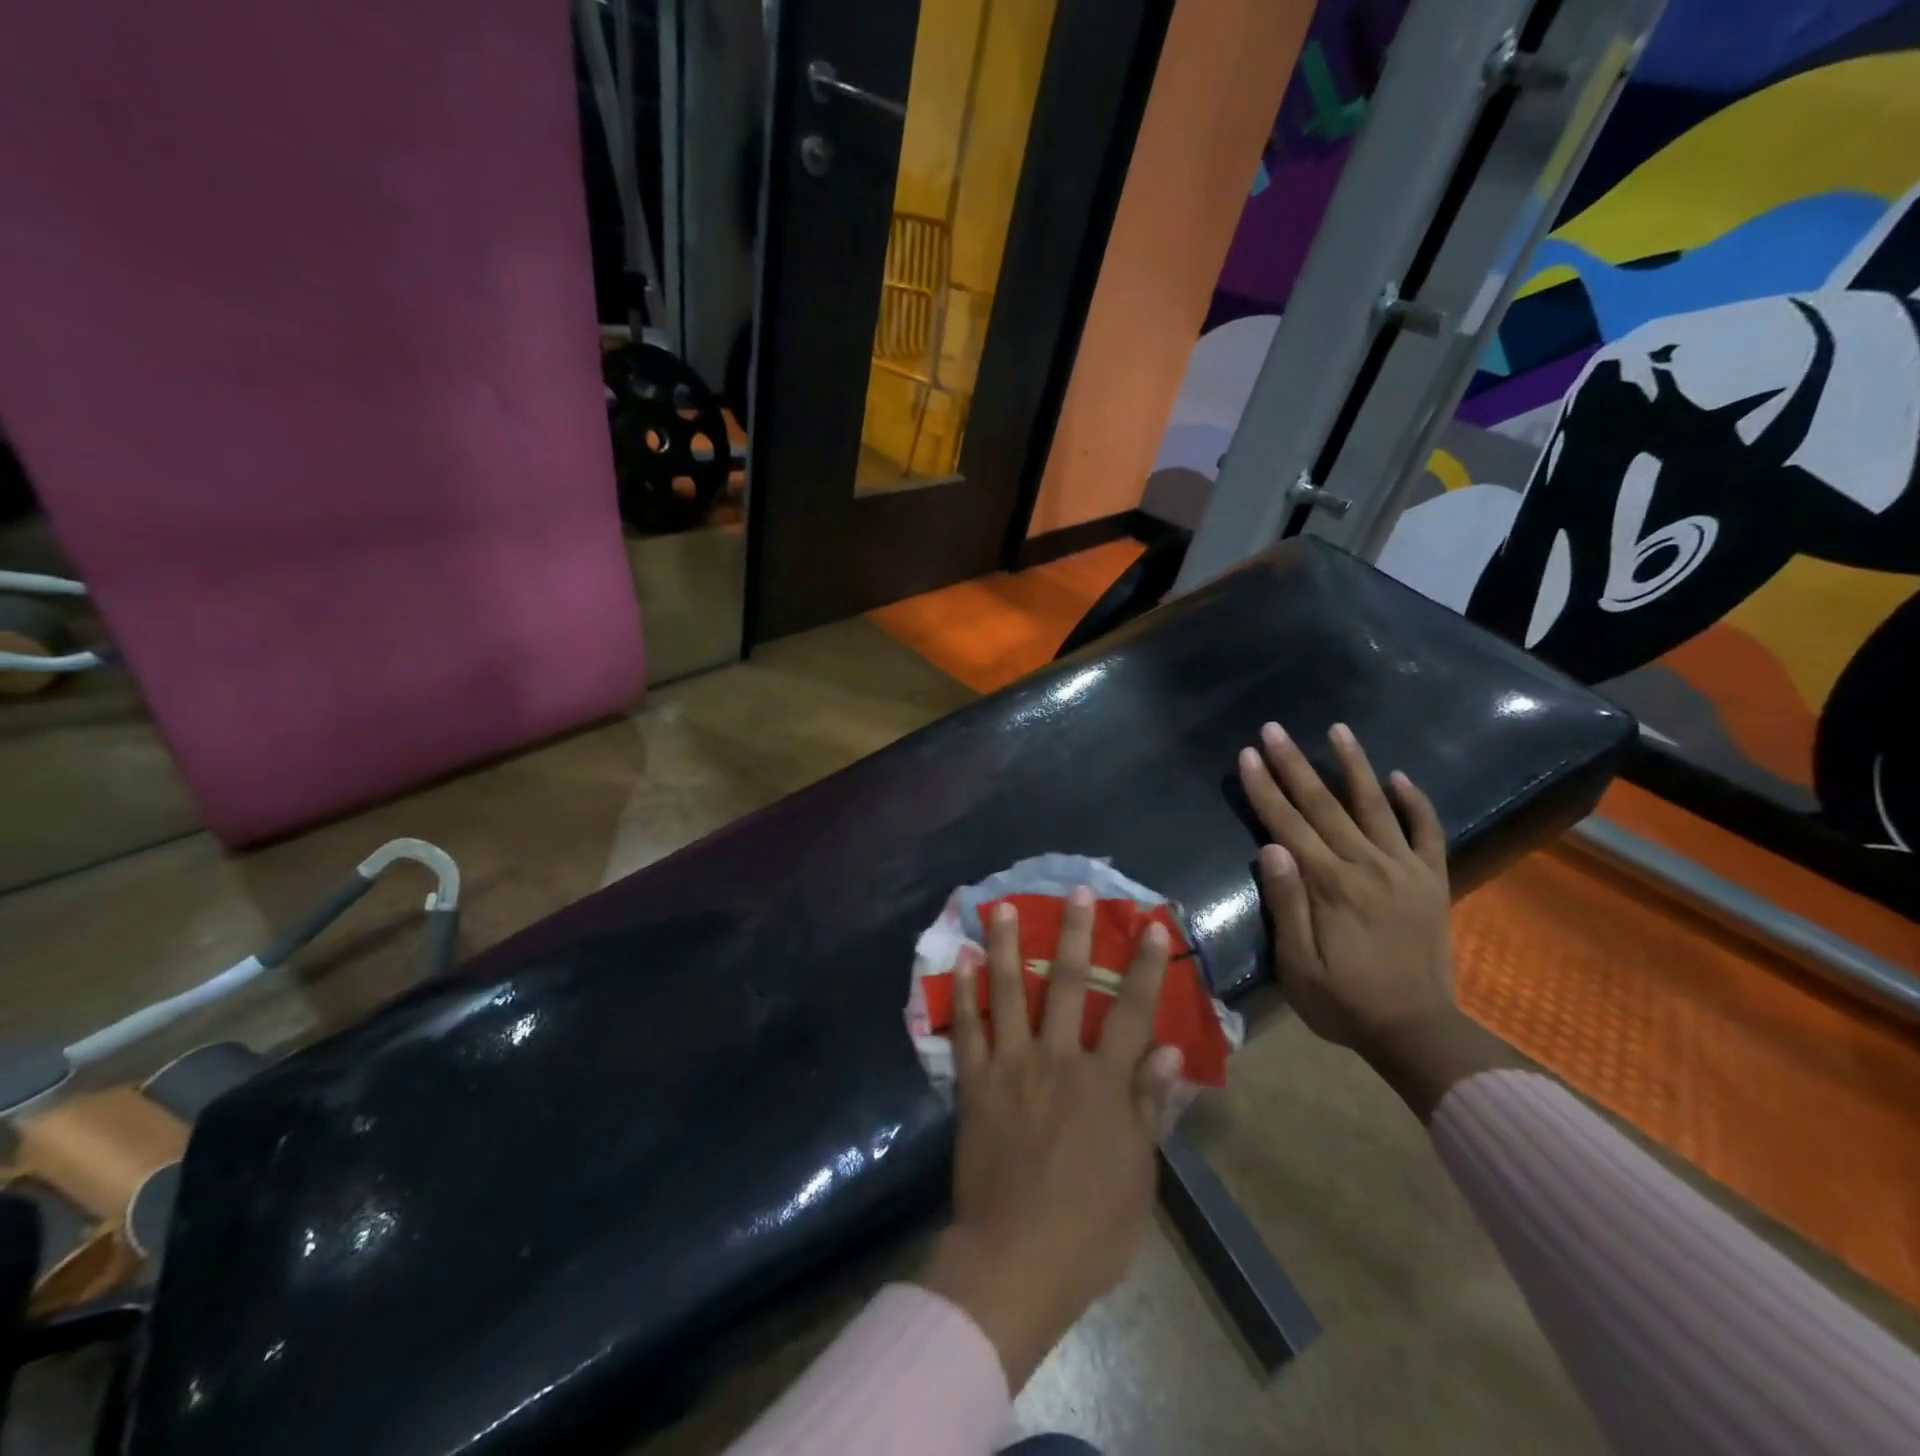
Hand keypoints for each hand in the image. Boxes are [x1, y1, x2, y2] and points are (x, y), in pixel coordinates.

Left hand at [919, 888, 1184, 1390]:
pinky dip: (963, 993)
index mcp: (1104, 1083)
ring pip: (1011, 993)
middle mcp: (1058, 1061)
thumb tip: (1171, 1050)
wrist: (1016, 1260)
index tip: (1152, 926)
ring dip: (1009, 946)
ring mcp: (1011, 1068)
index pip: (1133, 1013)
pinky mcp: (974, 1085)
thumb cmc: (1090, 1228)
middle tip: (1077, 891)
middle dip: (1077, 934)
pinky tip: (961, 961)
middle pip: (1070, 986)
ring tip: (1003, 907)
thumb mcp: (1139, 1175)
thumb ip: (1150, 1106)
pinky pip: (967, 1030)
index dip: (1146, 967)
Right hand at [1238, 722, 1519, 1118]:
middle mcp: (1367, 866)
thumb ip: (1286, 905)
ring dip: (1354, 765)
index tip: (1248, 754)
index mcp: (1330, 885)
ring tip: (1338, 729)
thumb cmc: (1343, 1002)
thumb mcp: (1298, 966)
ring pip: (1375, 806)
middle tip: (1273, 728)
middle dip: (1294, 764)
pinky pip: (1427, 833)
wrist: (1416, 1031)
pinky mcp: (1431, 881)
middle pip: (1324, 805)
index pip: (1288, 824)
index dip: (1265, 788)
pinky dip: (1415, 803)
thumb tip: (1270, 848)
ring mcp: (1404, 870)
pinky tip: (1399, 776)